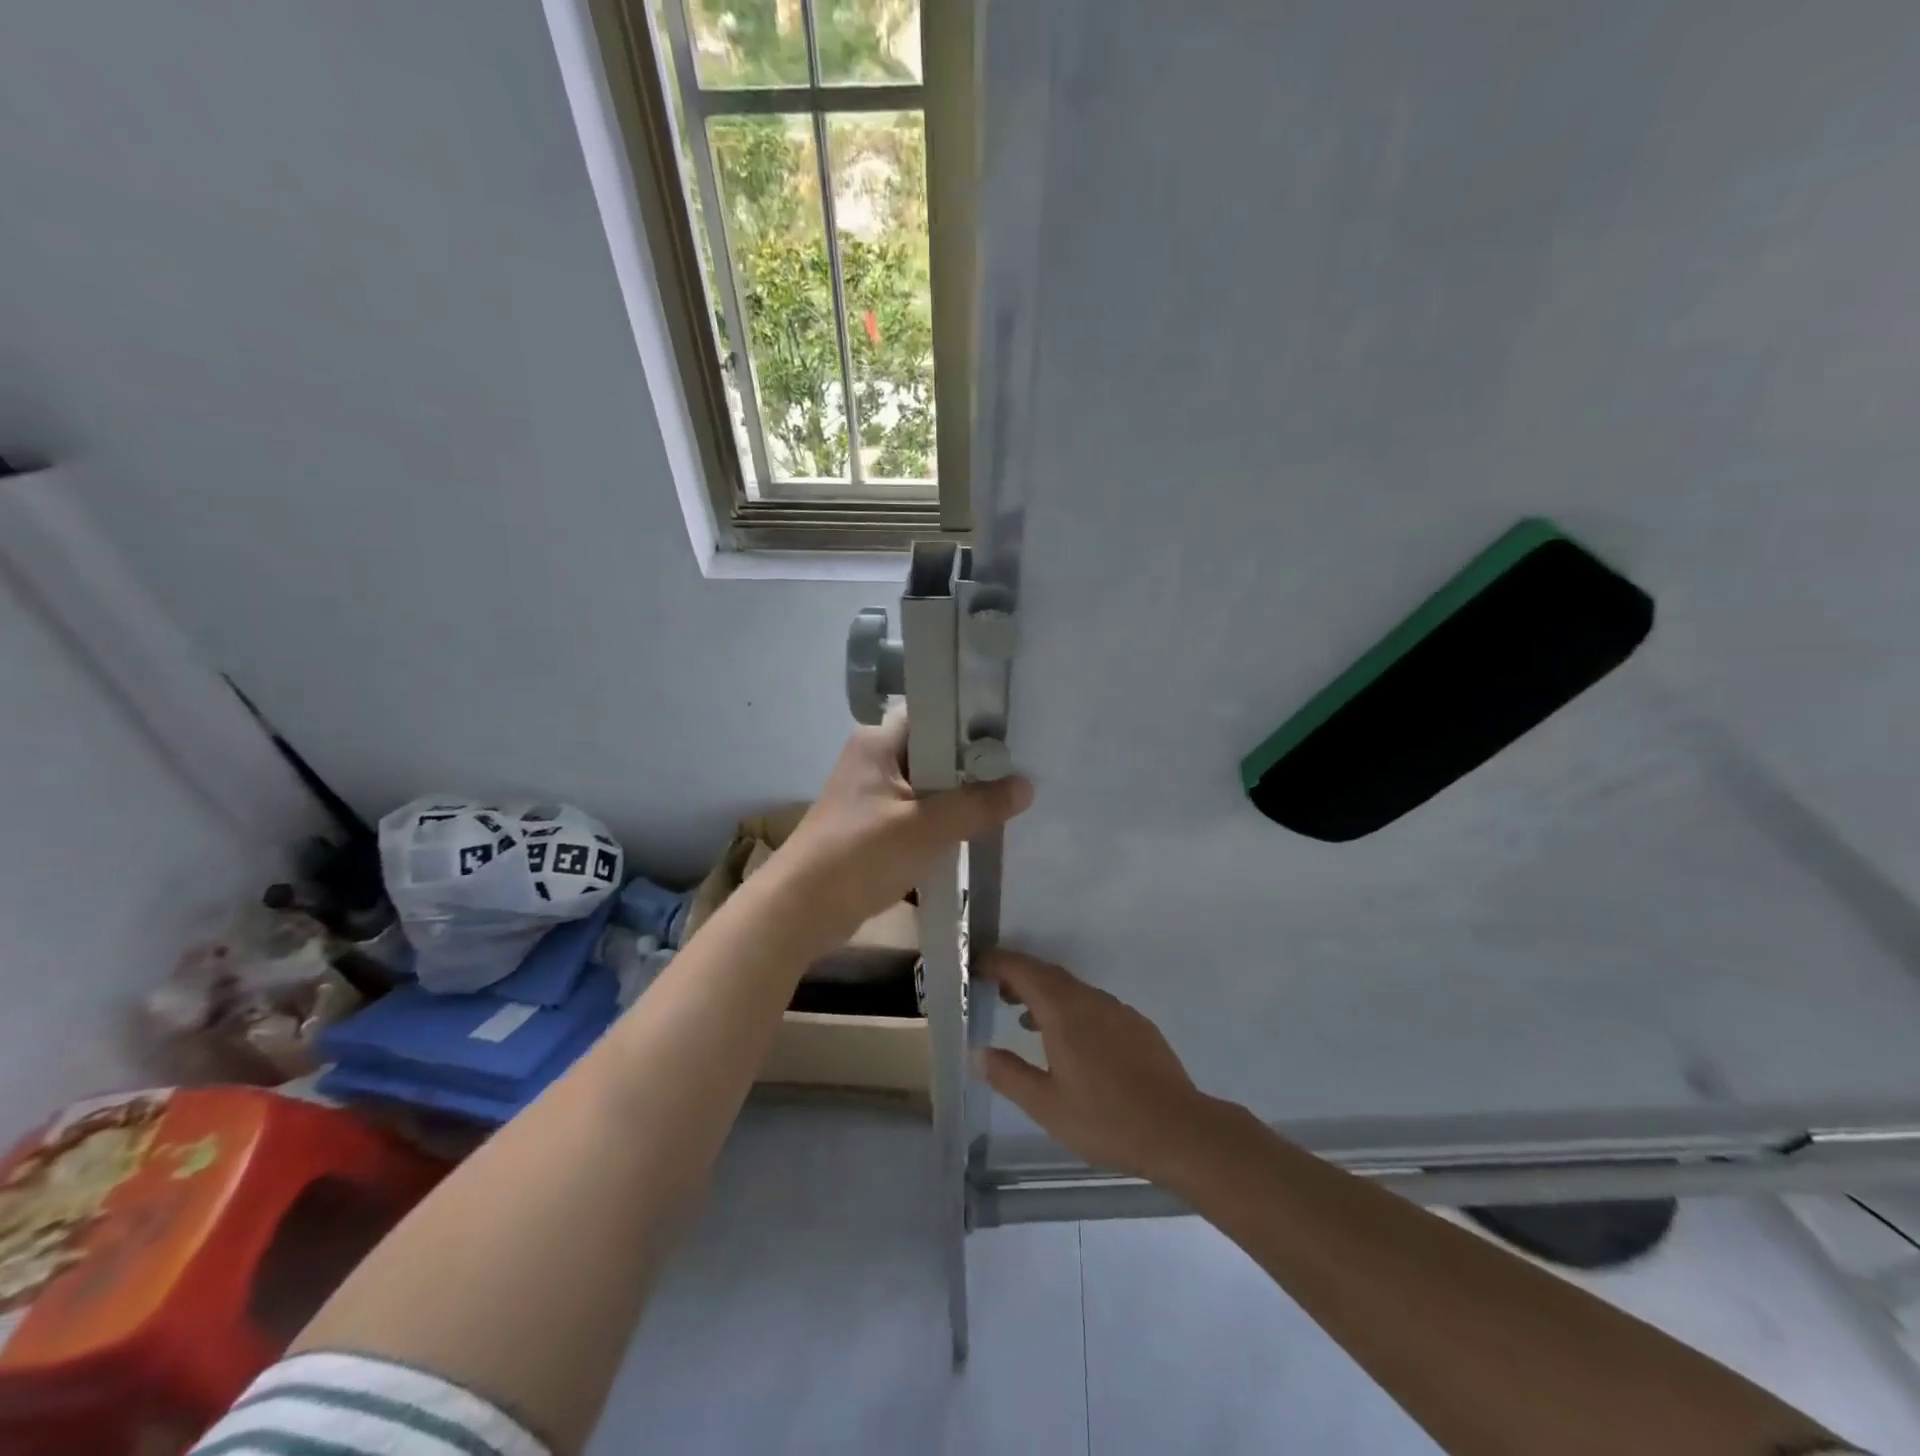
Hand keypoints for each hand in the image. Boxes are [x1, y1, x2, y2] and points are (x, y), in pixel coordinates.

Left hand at [768, 713, 1032, 944]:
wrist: (801, 910)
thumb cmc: (861, 854)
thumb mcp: (927, 827)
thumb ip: (978, 805)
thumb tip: (1026, 785)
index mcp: (878, 742)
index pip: (934, 716)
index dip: (971, 726)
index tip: (1011, 742)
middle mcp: (872, 760)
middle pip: (934, 754)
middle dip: (971, 769)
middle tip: (1016, 776)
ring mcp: (870, 795)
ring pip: (927, 788)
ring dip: (957, 801)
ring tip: (1004, 804)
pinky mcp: (870, 827)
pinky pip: (916, 815)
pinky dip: (939, 824)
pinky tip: (972, 835)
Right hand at [975, 950, 1226, 1182]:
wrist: (1180, 1131)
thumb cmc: (1106, 1120)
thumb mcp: (1046, 1106)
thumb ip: (1009, 1075)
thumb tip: (978, 1053)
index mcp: (1064, 1011)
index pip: (1023, 970)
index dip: (997, 962)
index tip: (976, 965)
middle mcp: (1090, 1000)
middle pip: (1047, 974)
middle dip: (1017, 975)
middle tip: (993, 989)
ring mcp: (1117, 1011)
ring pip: (1072, 989)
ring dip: (1044, 994)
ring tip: (1023, 1018)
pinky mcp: (1136, 1026)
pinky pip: (1093, 1004)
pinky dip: (1070, 1008)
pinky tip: (1069, 1040)